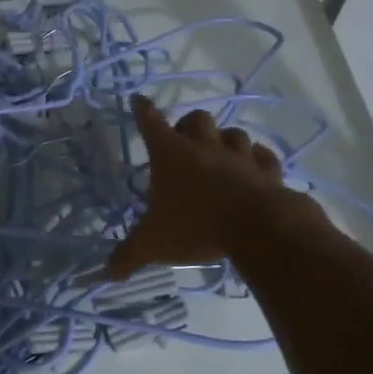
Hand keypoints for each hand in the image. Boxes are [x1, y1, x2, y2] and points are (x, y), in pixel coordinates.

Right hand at [106, 94, 318, 279]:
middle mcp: (205, 147)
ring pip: (233, 133)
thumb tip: (105, 274)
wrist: (258, 229)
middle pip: (196, 119)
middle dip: (188, 125)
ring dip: (225, 140)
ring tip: (220, 154)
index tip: (139, 99)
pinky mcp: (267, 171)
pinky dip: (256, 159)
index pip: (151, 124)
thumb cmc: (196, 227)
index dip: (143, 111)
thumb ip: (128, 256)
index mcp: (171, 156)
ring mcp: (239, 156)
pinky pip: (262, 156)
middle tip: (184, 141)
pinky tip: (254, 168)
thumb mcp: (153, 244)